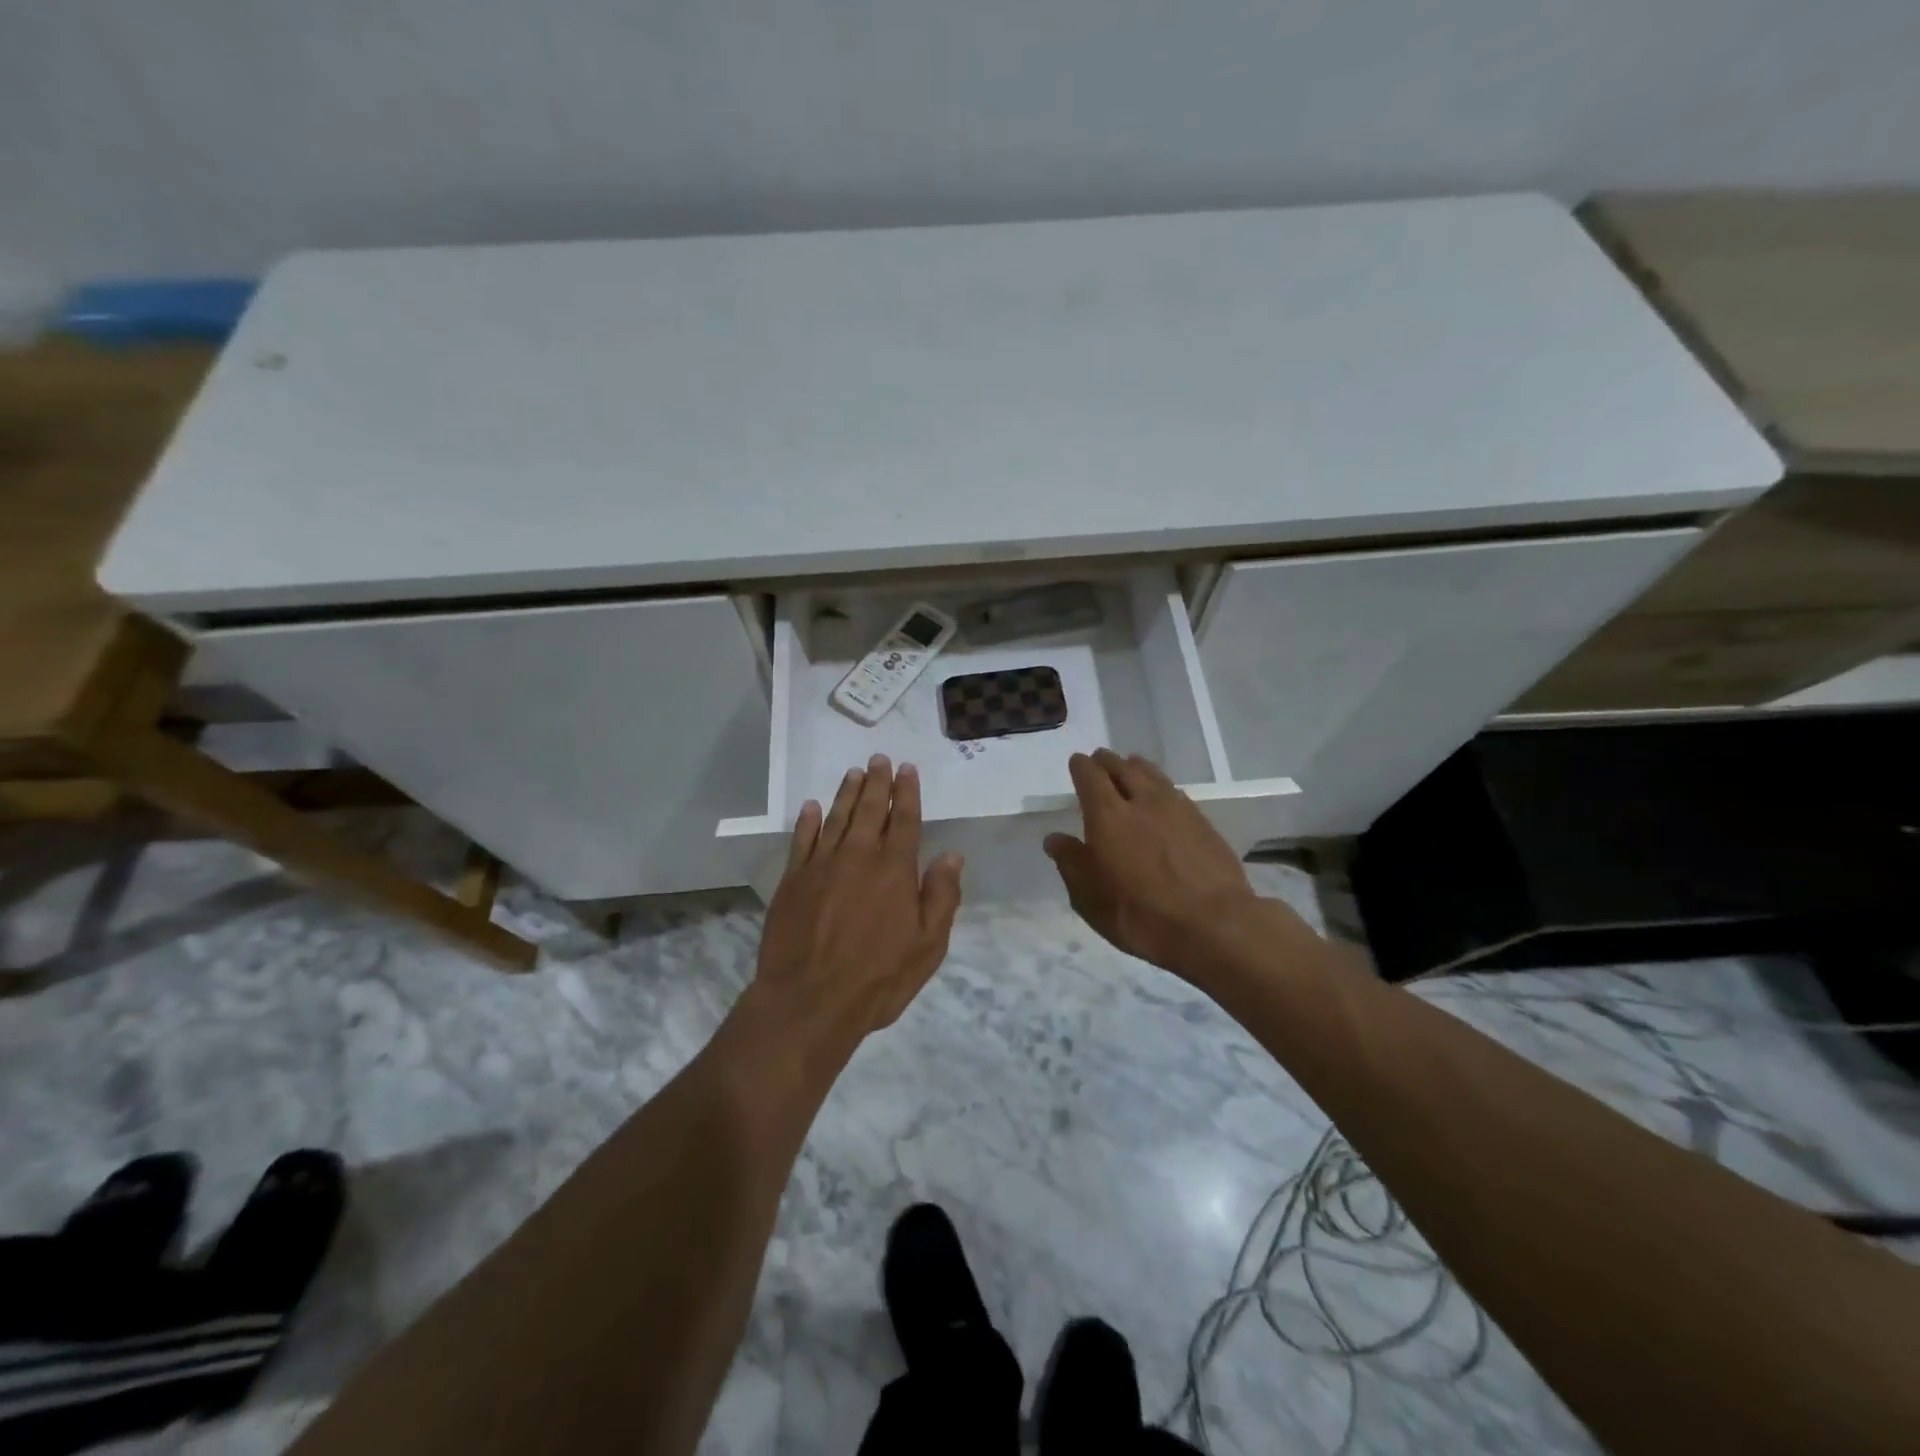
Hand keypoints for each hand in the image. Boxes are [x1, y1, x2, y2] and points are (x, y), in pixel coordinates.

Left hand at [750, 755, 963, 1049]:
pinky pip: (801, 840)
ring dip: (846, 793)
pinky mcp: (792, 881)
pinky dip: (808, 821)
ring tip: (854, 773)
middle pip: (869, 810)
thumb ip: (941, 897)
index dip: (906, 792)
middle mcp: (858, 857)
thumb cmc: (878, 979)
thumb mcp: (928, 946)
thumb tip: (951, 856)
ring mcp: (821, 866)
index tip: (906, 769)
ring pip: (836, 818)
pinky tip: (812, 807)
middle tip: (879, 759)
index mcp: (894, 870)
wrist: (809, 1001)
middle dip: (876, 782)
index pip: (904, 820)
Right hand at [1044, 749, 1262, 980]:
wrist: (1214, 925)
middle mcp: (1142, 802)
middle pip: (1123, 768)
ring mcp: (1178, 809)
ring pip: (1153, 775)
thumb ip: (1071, 864)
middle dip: (1108, 761)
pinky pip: (1176, 792)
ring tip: (1131, 766)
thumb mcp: (1090, 899)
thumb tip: (1055, 839)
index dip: (1081, 767)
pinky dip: (1162, 787)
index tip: (1077, 762)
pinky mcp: (1203, 823)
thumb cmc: (1141, 915)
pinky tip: (1163, 796)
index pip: (1090, 777)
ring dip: (1137, 767)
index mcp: (1108, 817)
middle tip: (1100, 760)